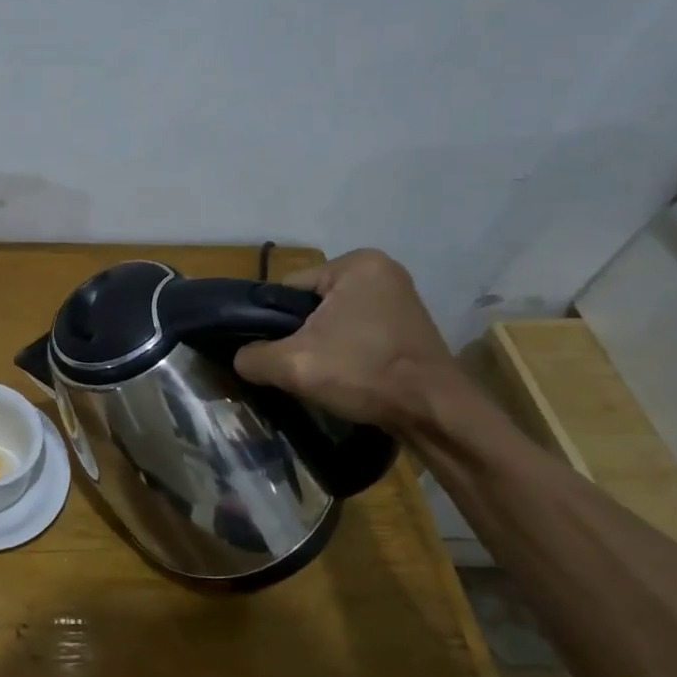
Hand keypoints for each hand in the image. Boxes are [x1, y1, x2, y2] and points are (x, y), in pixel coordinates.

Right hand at [233, 249, 459, 430]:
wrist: (435, 412)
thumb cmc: (364, 374)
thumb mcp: (292, 365)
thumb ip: (252, 356)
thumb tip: (241, 358)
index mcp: (355, 264)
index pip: (287, 289)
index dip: (272, 323)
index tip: (274, 352)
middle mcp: (380, 269)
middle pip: (310, 304)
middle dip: (299, 334)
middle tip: (296, 365)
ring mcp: (399, 296)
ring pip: (333, 319)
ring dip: (322, 343)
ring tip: (320, 372)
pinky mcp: (408, 323)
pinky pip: (358, 329)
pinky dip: (346, 349)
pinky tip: (344, 372)